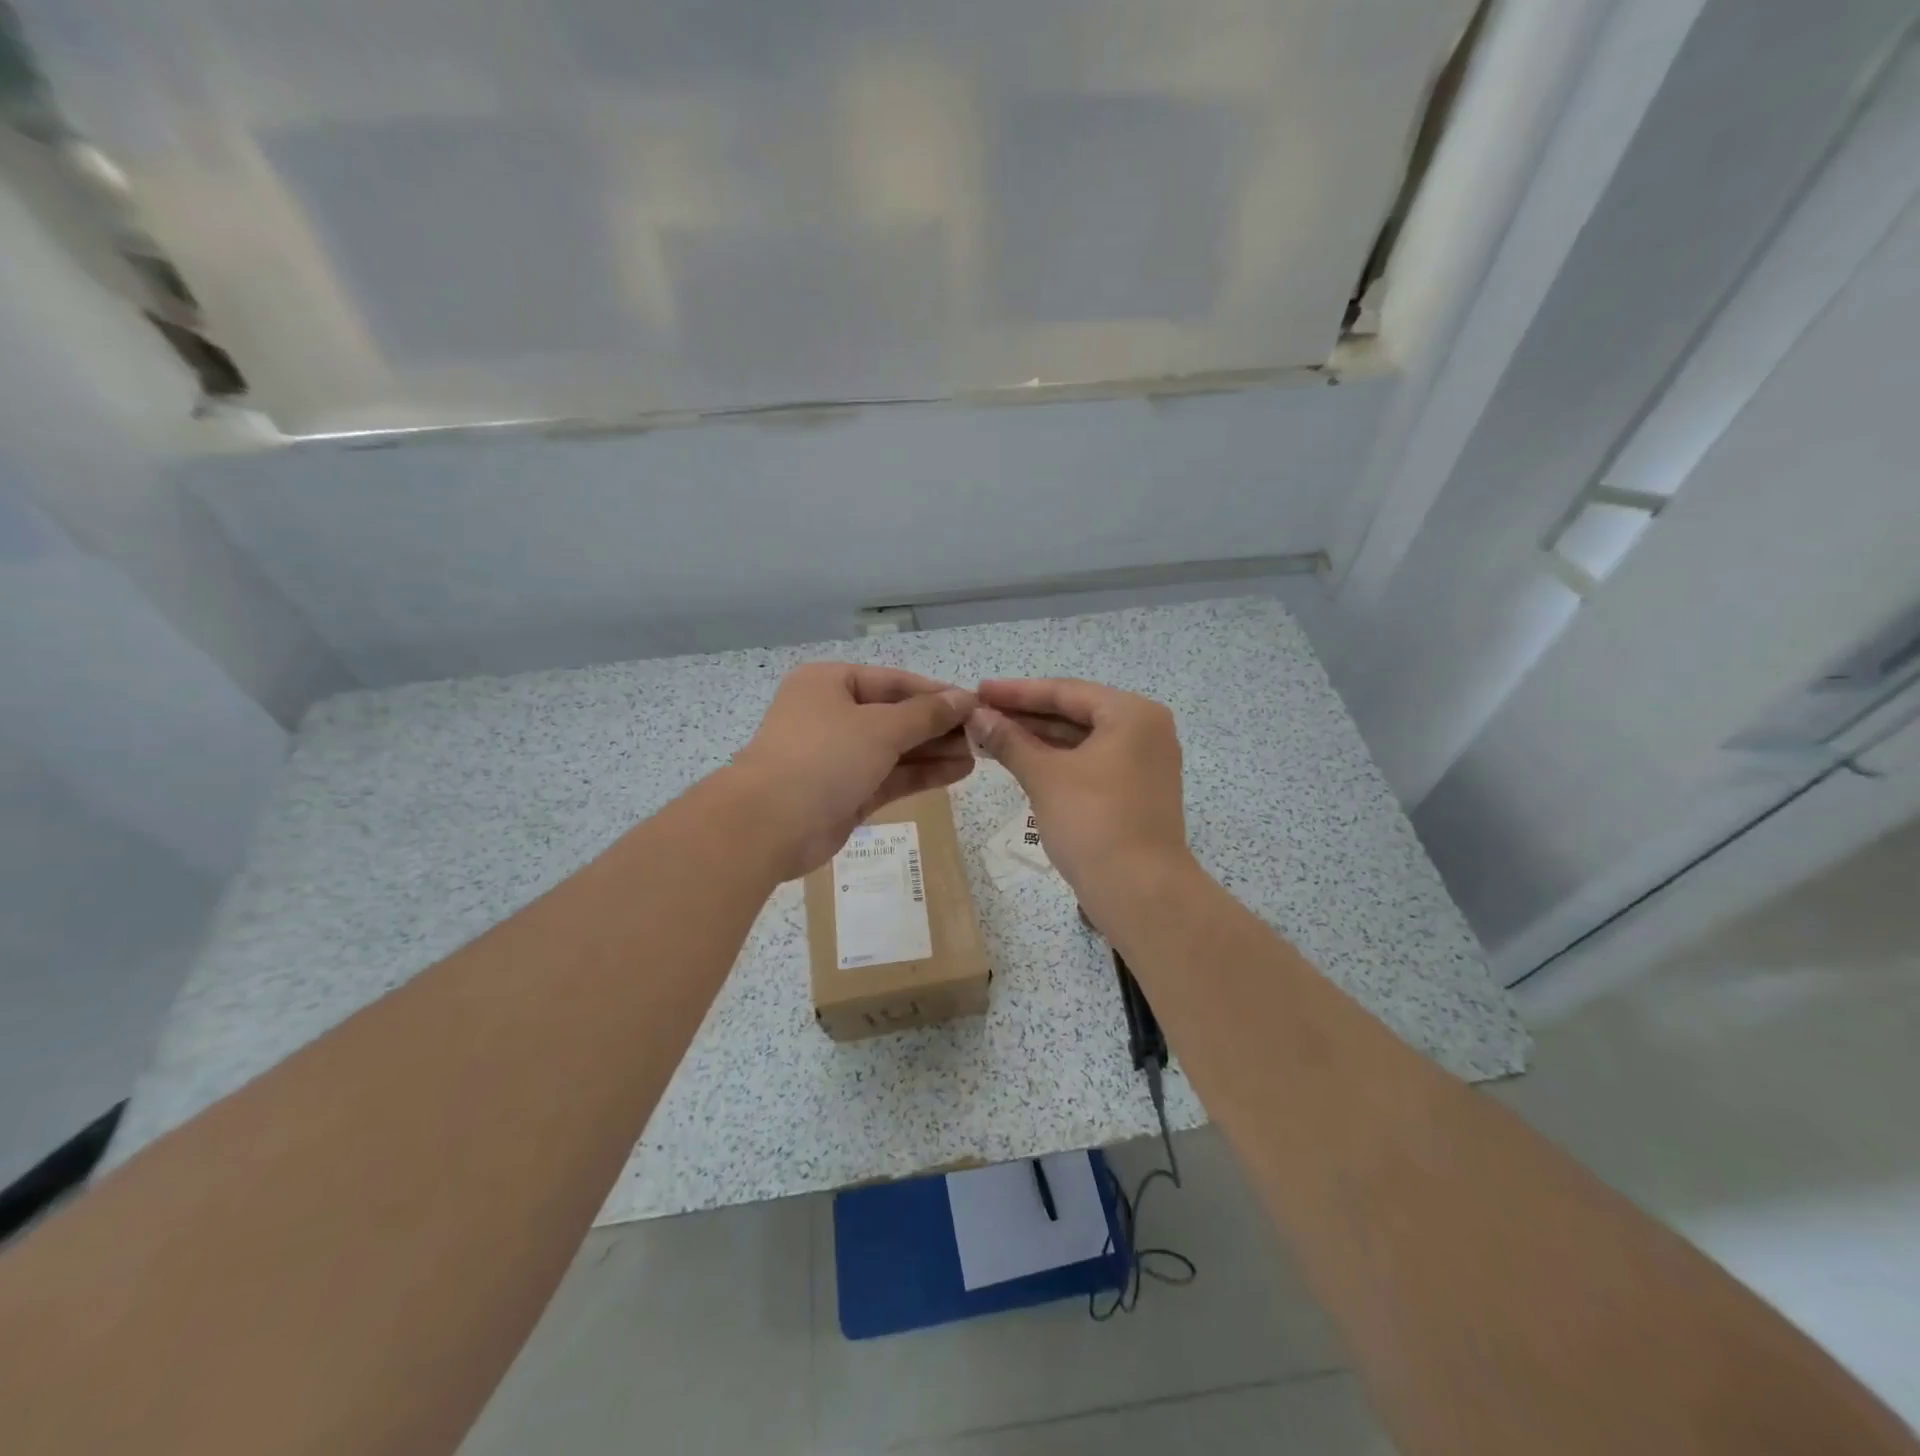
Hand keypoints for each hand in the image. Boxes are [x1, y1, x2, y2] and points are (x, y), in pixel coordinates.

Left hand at [730, 663, 977, 878]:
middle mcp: (831, 715)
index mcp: (829, 683)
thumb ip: (926, 714)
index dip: (936, 693)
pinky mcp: (845, 793)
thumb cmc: (824, 757)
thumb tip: (964, 698)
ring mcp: (837, 757)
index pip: (893, 681)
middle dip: (938, 726)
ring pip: (895, 749)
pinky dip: (921, 775)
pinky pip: (889, 777)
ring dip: (934, 751)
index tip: (975, 704)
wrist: (769, 825)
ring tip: (979, 755)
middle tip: (982, 734)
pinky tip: (958, 772)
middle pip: (895, 716)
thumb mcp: (880, 727)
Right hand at [965, 679, 1193, 919]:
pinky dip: (1058, 761)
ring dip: (1038, 739)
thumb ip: (1010, 741)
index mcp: (1132, 714)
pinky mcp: (1137, 792)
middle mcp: (1145, 730)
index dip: (1017, 692)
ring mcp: (1144, 763)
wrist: (1140, 892)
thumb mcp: (1045, 776)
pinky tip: (1022, 762)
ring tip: (992, 737)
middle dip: (1026, 716)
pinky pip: (1091, 763)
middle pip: (1075, 713)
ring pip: (1082, 740)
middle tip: (980, 715)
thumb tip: (977, 717)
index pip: (1065, 692)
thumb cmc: (1093, 822)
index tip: (978, 691)